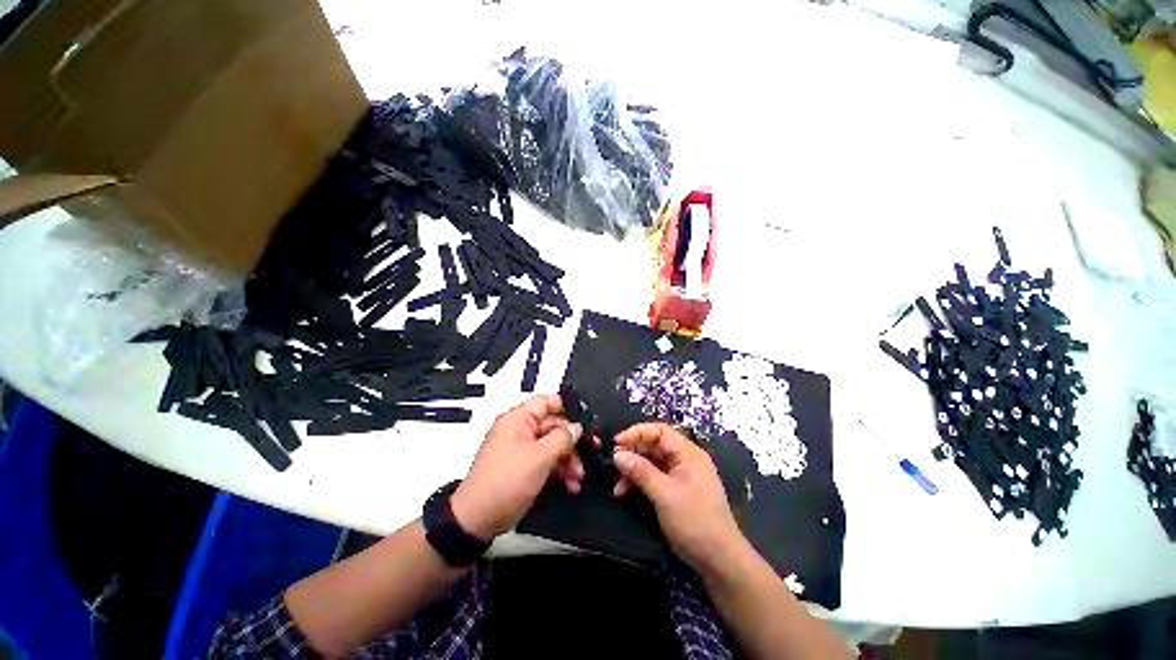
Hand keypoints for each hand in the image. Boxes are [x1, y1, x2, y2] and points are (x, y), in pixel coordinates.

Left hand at [451, 394, 583, 540]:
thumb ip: (562, 438)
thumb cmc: (507, 481)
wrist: (478, 519)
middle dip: (572, 441)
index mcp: (518, 419)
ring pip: (552, 445)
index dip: (567, 406)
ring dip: (568, 459)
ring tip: (579, 477)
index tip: (586, 418)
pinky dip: (559, 470)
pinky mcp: (524, 467)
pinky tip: (571, 485)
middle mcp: (520, 430)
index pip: (546, 401)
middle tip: (591, 452)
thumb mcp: (539, 457)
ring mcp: (522, 450)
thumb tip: (577, 427)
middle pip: (553, 425)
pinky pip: (546, 461)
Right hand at [613, 423, 747, 574]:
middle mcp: (684, 460)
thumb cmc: (695, 522)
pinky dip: (638, 483)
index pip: (660, 431)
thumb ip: (641, 472)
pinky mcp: (674, 490)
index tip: (616, 442)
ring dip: (633, 471)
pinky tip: (625, 494)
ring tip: (618, 488)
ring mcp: (679, 475)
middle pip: (653, 446)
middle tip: (614, 466)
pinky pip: (652, 478)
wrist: (719, 561)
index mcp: (688, 453)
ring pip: (650, 463)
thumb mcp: (665, 495)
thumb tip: (617, 454)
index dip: (637, 433)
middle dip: (632, 454)